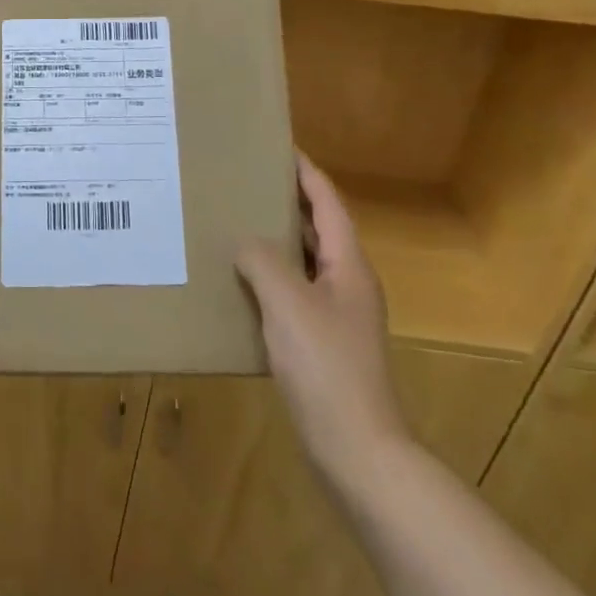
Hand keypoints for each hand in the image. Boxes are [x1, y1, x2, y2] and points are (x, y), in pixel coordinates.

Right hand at [236, 153, 409, 482]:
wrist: (357, 449)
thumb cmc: (326, 366)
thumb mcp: (288, 303)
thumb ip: (263, 261)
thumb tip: (245, 242)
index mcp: (349, 266)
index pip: (328, 203)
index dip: (306, 172)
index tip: (279, 146)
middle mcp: (348, 284)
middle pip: (320, 229)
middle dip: (288, 202)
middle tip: (248, 181)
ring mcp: (338, 316)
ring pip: (306, 263)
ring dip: (278, 240)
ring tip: (238, 222)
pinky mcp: (323, 344)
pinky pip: (295, 294)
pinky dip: (271, 278)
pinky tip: (241, 283)